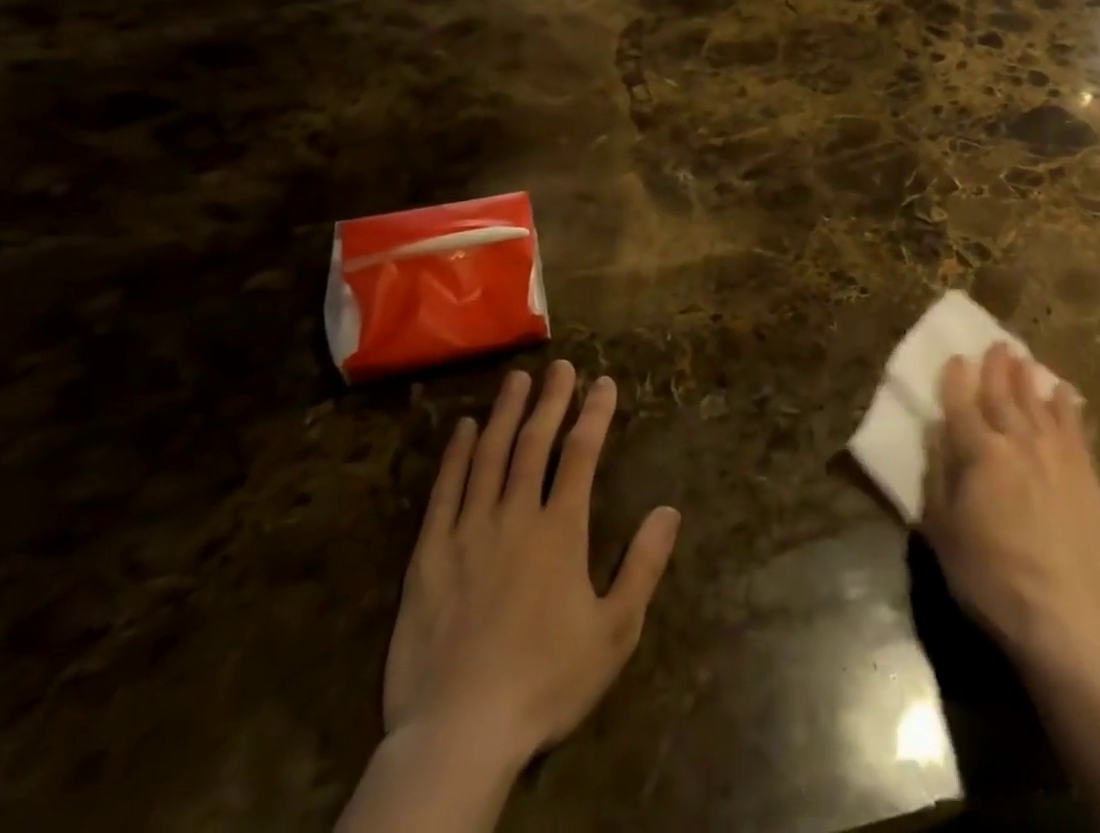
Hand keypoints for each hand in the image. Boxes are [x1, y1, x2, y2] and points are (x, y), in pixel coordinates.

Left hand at [382, 361, 680, 769]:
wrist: (459, 734)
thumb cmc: (546, 681)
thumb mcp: (614, 632)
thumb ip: (644, 566)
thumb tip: (669, 510)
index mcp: (560, 530)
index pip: (581, 454)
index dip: (595, 414)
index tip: (603, 382)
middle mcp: (515, 516)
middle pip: (534, 443)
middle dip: (552, 400)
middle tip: (561, 366)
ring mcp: (468, 531)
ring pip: (490, 456)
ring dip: (506, 413)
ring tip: (517, 378)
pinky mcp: (429, 555)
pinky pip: (444, 491)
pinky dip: (456, 455)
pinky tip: (465, 429)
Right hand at [922, 344, 1099, 672]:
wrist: (1063, 617)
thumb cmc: (989, 577)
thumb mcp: (943, 530)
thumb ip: (939, 473)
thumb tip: (938, 429)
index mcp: (980, 453)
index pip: (962, 404)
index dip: (956, 380)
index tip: (956, 359)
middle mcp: (1018, 442)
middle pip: (1004, 396)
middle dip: (997, 368)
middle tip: (996, 344)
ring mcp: (1057, 456)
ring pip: (1040, 404)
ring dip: (1030, 379)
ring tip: (1025, 359)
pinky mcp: (1088, 477)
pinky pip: (1076, 429)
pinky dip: (1068, 407)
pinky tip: (1065, 393)